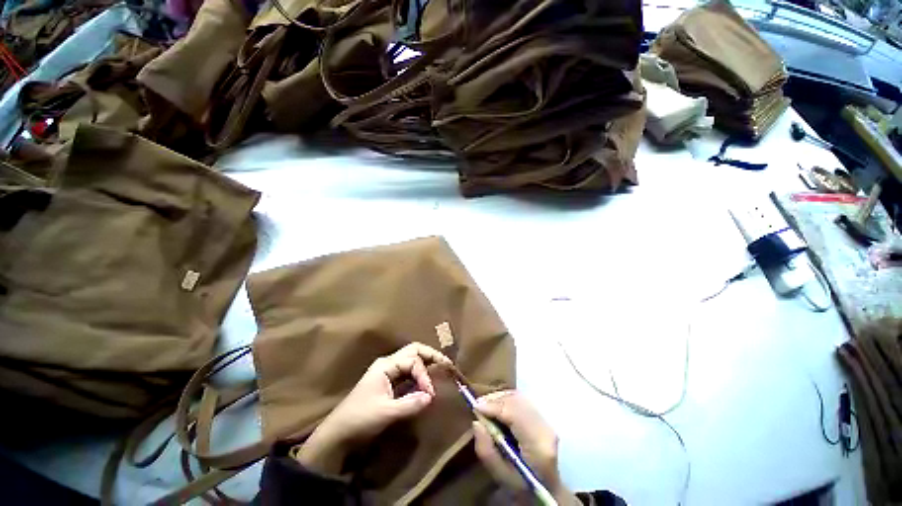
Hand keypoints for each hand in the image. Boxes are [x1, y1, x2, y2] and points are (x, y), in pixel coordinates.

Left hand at [294, 343, 451, 474]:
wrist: (338, 434)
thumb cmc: (360, 419)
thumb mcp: (386, 413)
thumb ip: (410, 404)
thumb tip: (432, 396)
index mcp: (386, 365)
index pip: (413, 361)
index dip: (424, 374)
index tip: (431, 393)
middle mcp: (388, 364)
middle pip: (413, 351)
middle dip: (430, 356)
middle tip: (446, 364)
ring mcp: (388, 372)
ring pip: (411, 360)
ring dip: (426, 364)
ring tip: (440, 371)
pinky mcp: (389, 383)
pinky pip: (408, 373)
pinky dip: (420, 375)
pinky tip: (427, 383)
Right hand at [473, 391, 578, 504]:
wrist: (547, 488)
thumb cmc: (522, 486)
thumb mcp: (500, 476)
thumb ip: (486, 451)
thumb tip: (477, 423)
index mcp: (538, 446)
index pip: (516, 415)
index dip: (495, 406)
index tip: (475, 407)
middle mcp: (545, 428)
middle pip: (517, 401)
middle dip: (495, 399)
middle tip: (478, 405)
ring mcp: (546, 420)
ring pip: (519, 397)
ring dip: (500, 398)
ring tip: (485, 405)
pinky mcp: (543, 416)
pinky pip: (521, 400)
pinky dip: (506, 399)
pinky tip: (497, 406)